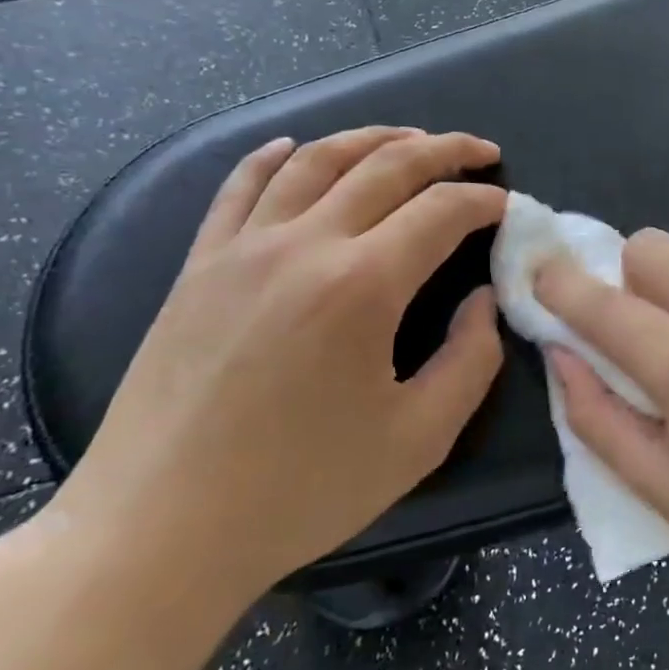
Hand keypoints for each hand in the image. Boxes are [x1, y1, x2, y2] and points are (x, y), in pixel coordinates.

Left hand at [40, 127, 506, 612]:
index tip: (510, 206)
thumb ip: (472, 359)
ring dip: (373, 138)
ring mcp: (241, 249)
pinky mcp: (198, 267)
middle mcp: (303, 246)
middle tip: (482, 150)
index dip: (486, 200)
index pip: (442, 211)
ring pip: (316, 160)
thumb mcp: (420, 437)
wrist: (158, 531)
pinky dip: (275, 156)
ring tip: (411, 138)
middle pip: (386, 166)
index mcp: (363, 285)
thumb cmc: (301, 490)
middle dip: (445, 150)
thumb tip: (481, 300)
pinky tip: (295, 146)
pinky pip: (239, 187)